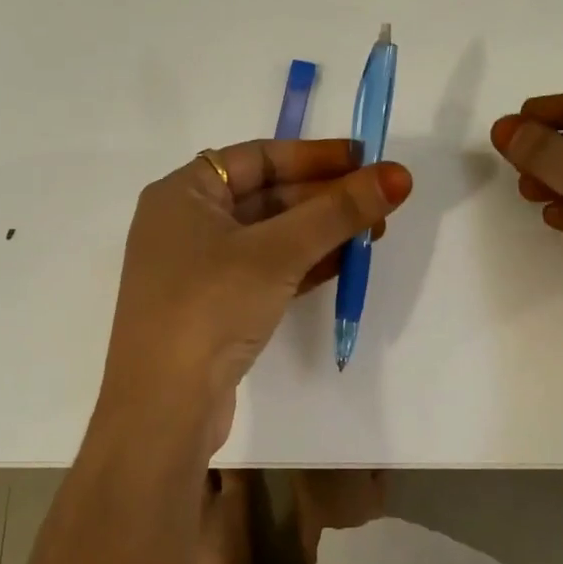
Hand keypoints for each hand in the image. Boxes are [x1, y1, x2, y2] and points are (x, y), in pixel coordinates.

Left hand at [100, 139, 412, 450]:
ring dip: (320, 232)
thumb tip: (399, 175)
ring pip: (270, 236)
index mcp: (183, 193)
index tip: (364, 159)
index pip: (258, 157)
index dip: (314, 156)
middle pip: (267, 196)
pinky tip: (344, 263)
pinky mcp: (214, 307)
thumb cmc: (210, 306)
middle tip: (380, 201)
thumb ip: (338, 212)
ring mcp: (198, 269)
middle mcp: (186, 224)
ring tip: (374, 231)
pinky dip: (303, 264)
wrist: (163, 408)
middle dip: (324, 198)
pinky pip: (266, 271)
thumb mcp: (277, 252)